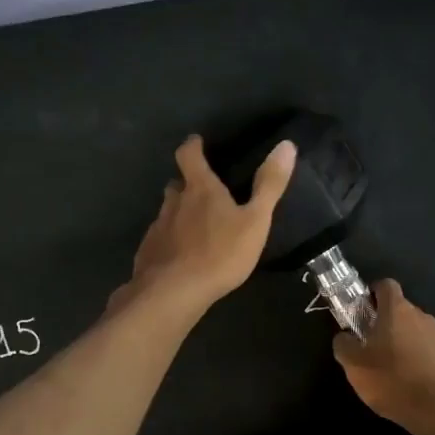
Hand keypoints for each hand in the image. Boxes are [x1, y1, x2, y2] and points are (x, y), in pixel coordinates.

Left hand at [113, 135, 296, 315]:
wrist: (173, 293)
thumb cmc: (220, 253)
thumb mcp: (255, 221)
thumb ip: (270, 185)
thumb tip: (287, 144)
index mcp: (200, 189)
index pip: (189, 155)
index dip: (193, 146)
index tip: (197, 142)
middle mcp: (173, 203)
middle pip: (176, 184)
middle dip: (187, 184)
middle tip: (202, 191)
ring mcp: (157, 228)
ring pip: (167, 212)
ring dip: (178, 213)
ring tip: (194, 227)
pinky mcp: (148, 253)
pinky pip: (159, 239)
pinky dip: (169, 240)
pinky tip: (180, 256)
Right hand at [332, 280, 434, 429]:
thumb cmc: (392, 379)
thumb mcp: (354, 365)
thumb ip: (343, 344)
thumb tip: (344, 336)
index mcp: (397, 310)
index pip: (386, 285)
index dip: (371, 293)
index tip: (361, 310)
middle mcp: (420, 315)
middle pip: (398, 309)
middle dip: (383, 322)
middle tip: (368, 345)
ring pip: (412, 329)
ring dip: (399, 341)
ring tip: (387, 367)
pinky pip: (425, 348)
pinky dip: (414, 357)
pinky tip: (406, 379)